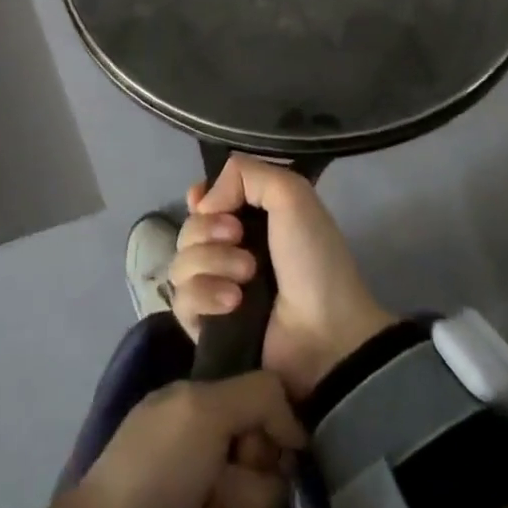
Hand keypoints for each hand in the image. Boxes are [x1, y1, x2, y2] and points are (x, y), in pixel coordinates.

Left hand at [25, 372, 304, 507]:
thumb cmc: (150, 474)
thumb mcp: (198, 408)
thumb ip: (258, 394)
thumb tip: (298, 428)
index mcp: (214, 426)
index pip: (279, 436)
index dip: (266, 447)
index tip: (242, 451)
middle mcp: (222, 477)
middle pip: (277, 494)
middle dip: (241, 501)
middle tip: (200, 499)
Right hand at [169, 157, 398, 399]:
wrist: (326, 334)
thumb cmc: (314, 258)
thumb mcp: (292, 195)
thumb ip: (246, 173)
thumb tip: (202, 201)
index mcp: (250, 218)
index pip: (203, 200)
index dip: (199, 199)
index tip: (205, 203)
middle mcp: (228, 250)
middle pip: (188, 228)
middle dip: (208, 230)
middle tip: (240, 240)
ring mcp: (215, 289)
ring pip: (180, 262)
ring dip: (212, 263)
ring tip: (246, 277)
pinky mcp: (206, 327)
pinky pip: (181, 301)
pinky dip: (205, 297)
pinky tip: (232, 304)